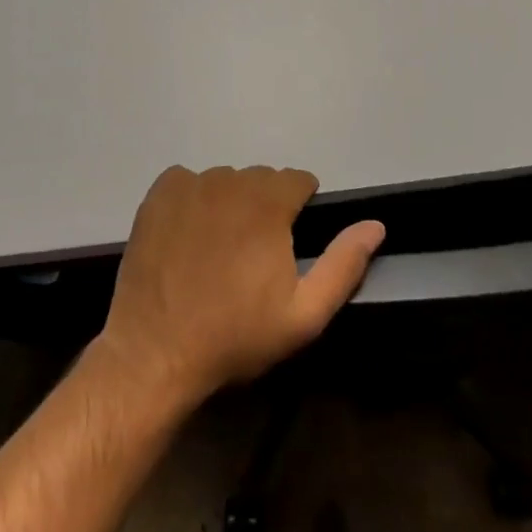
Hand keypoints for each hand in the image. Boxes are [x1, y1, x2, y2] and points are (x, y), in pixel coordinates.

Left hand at [97, 166, 385, 406]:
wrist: (156, 353)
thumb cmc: (235, 336)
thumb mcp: (304, 314)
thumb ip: (344, 264)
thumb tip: (375, 225)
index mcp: (268, 204)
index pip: (298, 180)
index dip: (300, 208)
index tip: (290, 241)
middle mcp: (230, 182)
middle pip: (261, 179)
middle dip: (266, 205)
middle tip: (255, 253)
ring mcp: (189, 185)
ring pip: (224, 180)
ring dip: (230, 202)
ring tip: (219, 248)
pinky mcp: (158, 195)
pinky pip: (186, 181)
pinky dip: (193, 198)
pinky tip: (188, 235)